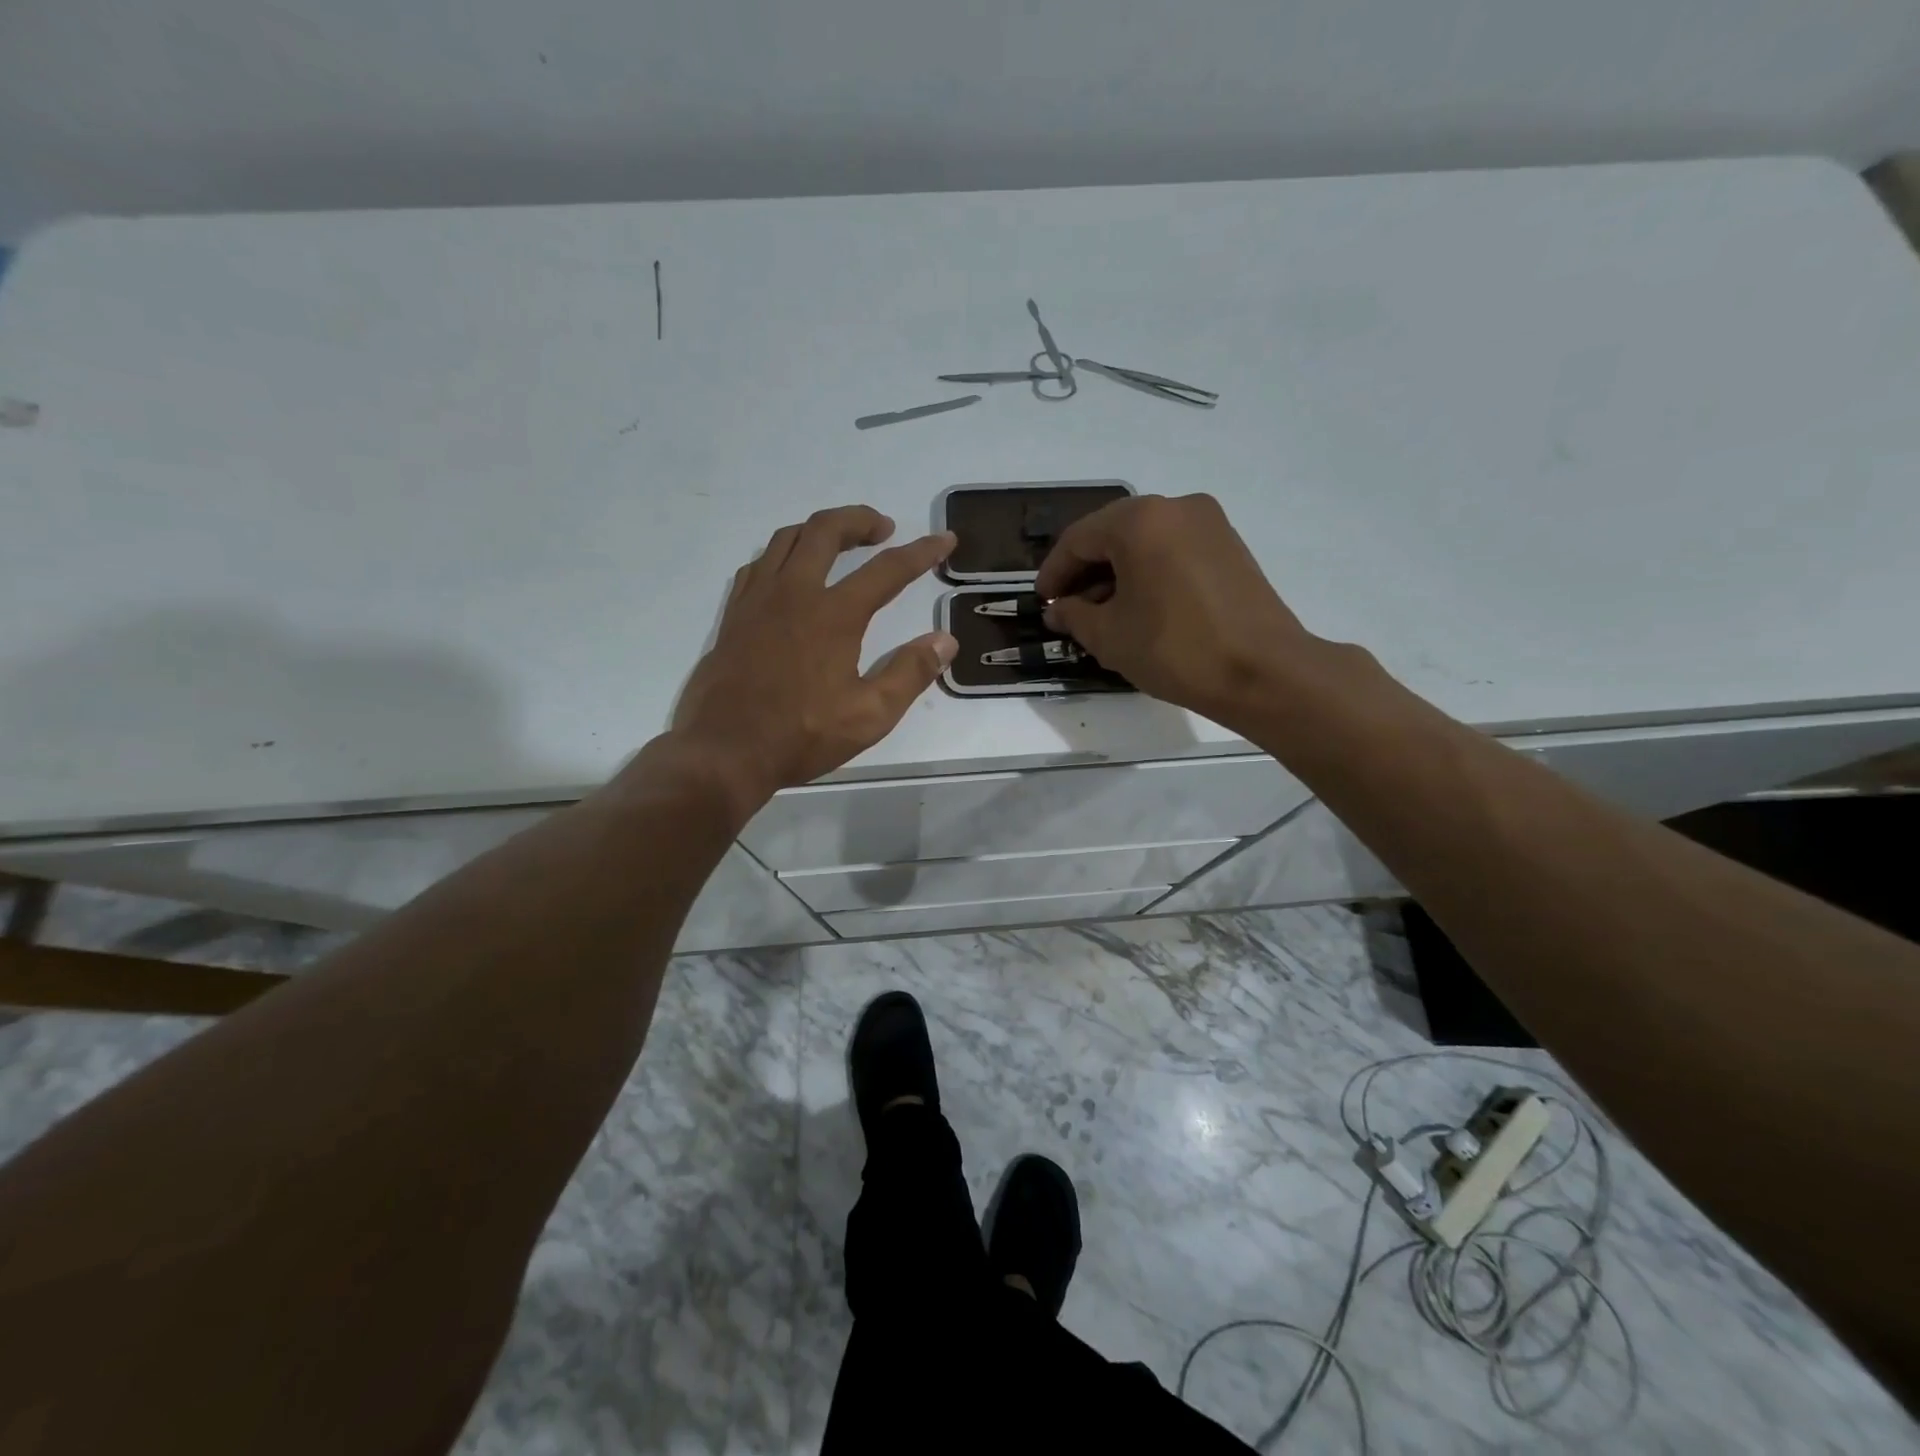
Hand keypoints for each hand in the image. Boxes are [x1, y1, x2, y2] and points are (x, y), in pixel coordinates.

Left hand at [667, 505, 957, 813]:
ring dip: (819, 530)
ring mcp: (757, 600)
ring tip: (840, 542)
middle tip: (883, 529)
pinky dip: (783, 554)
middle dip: (860, 520)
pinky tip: (791, 573)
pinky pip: (759, 564)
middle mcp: (794, 593)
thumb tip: (944, 640)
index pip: (887, 569)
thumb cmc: (801, 736)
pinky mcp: (734, 615)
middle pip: (826, 531)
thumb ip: (910, 673)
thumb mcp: (870, 715)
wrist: (724, 751)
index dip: (921, 552)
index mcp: (833, 615)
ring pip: (787, 538)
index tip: (944, 539)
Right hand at [1035, 493, 1318, 724]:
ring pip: (1144, 541)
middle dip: (1085, 572)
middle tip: (1068, 609)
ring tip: (1102, 614)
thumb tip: (1058, 610)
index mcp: (1139, 521)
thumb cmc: (1175, 649)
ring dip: (1117, 573)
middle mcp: (1175, 507)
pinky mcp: (1229, 545)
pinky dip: (1148, 572)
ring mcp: (1208, 523)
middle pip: (1112, 534)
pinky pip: (1172, 549)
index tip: (1042, 603)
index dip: (1053, 573)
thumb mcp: (1109, 636)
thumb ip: (1074, 615)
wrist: (1263, 671)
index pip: (1078, 540)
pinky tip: (1140, 607)